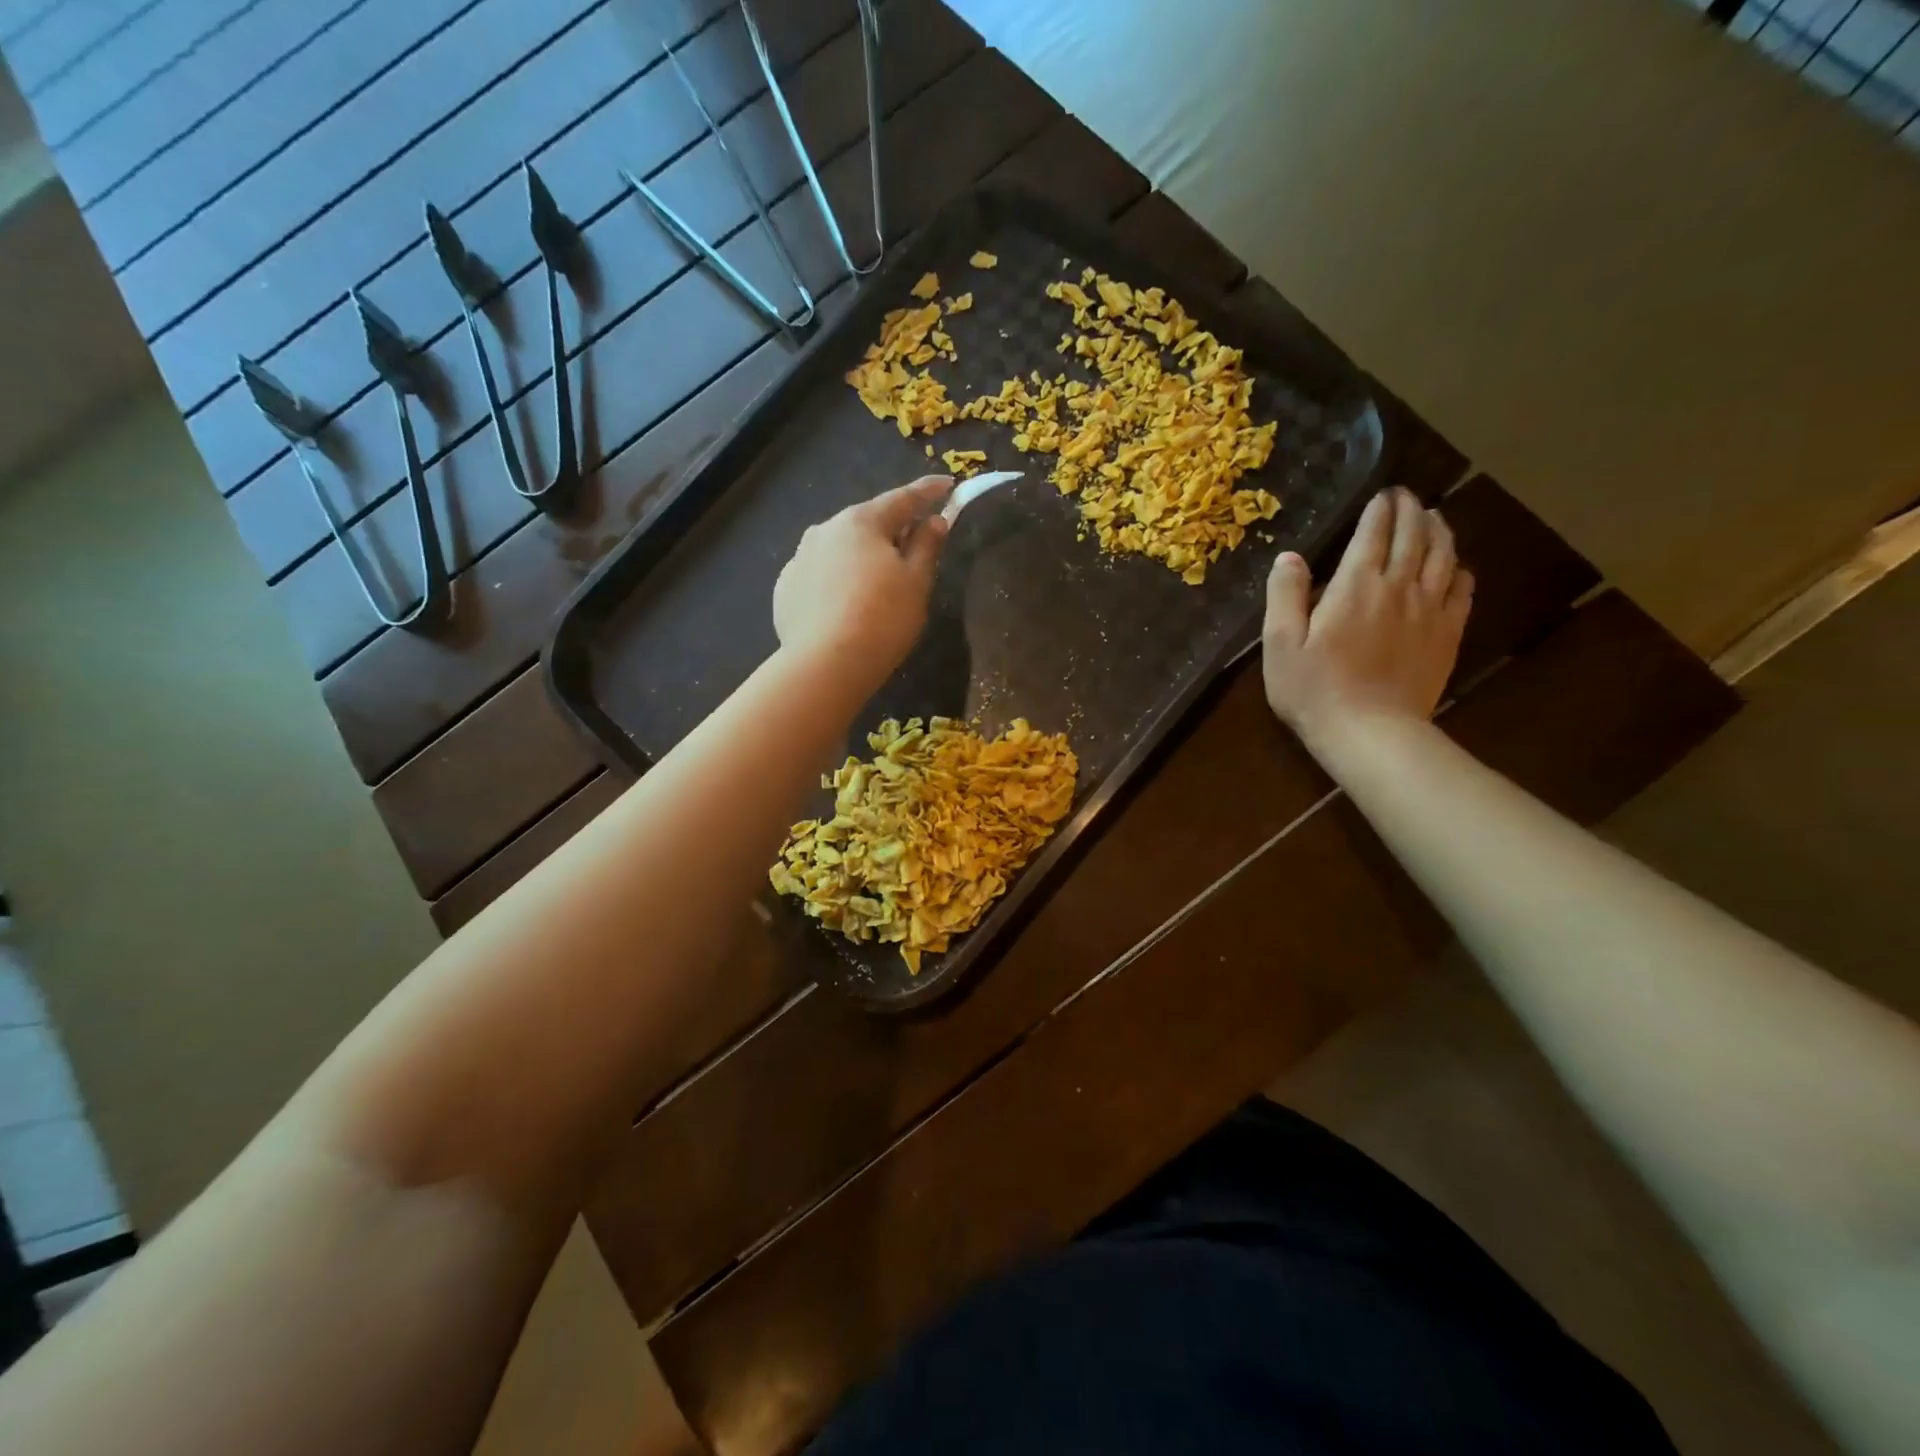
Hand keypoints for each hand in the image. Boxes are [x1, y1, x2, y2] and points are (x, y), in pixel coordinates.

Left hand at [773, 475, 953, 683]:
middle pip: (867, 522)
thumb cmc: (882, 619)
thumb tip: (934, 520)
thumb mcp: (917, 582)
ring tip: (876, 580)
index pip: (903, 498)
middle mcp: (825, 530)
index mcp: (862, 522)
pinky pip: (820, 575)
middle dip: (891, 528)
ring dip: (860, 555)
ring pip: (839, 549)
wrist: (825, 665)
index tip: (947, 484)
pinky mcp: (785, 589)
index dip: (928, 492)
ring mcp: (799, 559)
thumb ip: (927, 546)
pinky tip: (845, 604)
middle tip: (913, 541)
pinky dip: (837, 580)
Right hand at [1262, 487, 1473, 754]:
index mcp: (1356, 586)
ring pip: (1443, 557)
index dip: (1379, 510)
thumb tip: (1289, 557)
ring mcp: (1429, 611)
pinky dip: (1460, 570)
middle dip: (1411, 511)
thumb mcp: (1281, 644)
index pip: (1373, 534)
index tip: (1383, 493)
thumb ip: (1285, 596)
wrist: (1370, 733)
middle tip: (1407, 496)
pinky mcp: (1446, 635)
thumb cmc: (1314, 690)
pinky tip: (1457, 566)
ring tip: (1435, 517)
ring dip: (1440, 531)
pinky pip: (1462, 592)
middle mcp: (1399, 588)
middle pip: (1414, 537)